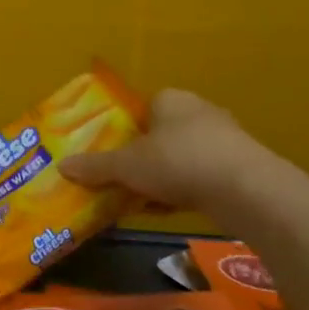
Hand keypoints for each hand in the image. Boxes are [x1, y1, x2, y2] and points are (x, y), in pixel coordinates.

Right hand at [58, 89, 271, 213]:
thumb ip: (95, 166)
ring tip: (141, 199)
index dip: (124, 130)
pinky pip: (202, 176)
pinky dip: (185, 190)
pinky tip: (169, 210)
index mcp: (170, 99)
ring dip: (163, 176)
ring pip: (181, 157)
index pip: (142, 107)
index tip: (112, 153)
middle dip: (142, 156)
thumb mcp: (126, 166)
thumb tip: (62, 166)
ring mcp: (224, 139)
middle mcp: (199, 111)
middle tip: (122, 178)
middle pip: (160, 133)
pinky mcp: (241, 167)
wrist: (246, 190)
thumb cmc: (178, 162)